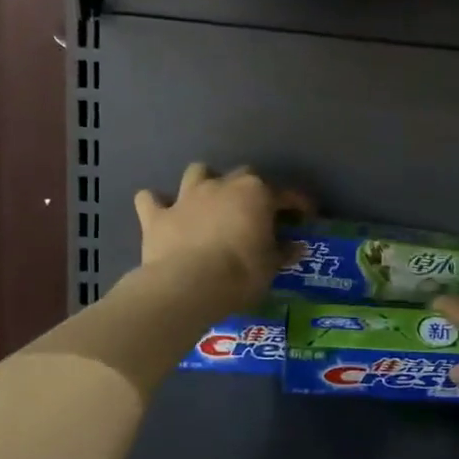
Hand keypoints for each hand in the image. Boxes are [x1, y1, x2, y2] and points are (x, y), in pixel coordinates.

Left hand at [134, 163, 310, 315]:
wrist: (188, 286)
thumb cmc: (240, 274)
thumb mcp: (270, 267)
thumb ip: (283, 252)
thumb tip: (296, 246)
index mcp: (256, 193)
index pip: (286, 194)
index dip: (299, 204)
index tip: (306, 216)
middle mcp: (222, 185)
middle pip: (243, 175)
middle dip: (252, 189)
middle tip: (257, 212)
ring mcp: (186, 197)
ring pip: (197, 172)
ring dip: (205, 182)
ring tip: (210, 201)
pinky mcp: (157, 216)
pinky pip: (151, 200)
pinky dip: (157, 204)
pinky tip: (162, 213)